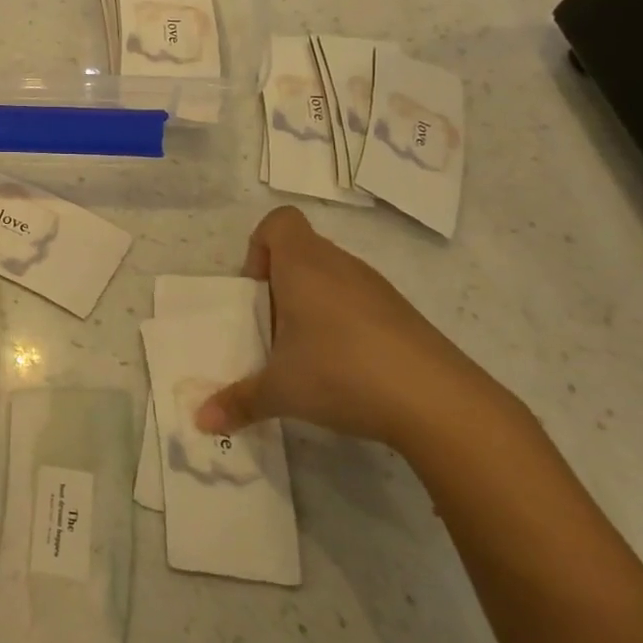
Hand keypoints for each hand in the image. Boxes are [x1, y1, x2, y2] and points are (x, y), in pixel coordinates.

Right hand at [195, 207, 505, 451]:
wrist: (440, 403)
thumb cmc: (343, 374)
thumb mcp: (280, 391)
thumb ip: (238, 401)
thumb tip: (202, 420)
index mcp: (304, 265)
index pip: (278, 222)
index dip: (259, 248)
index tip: (257, 292)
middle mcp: (340, 265)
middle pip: (301, 252)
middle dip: (280, 286)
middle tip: (274, 331)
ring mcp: (377, 289)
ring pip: (331, 278)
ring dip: (313, 305)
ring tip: (308, 354)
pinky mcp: (403, 315)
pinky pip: (360, 302)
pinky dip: (345, 324)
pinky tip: (347, 369)